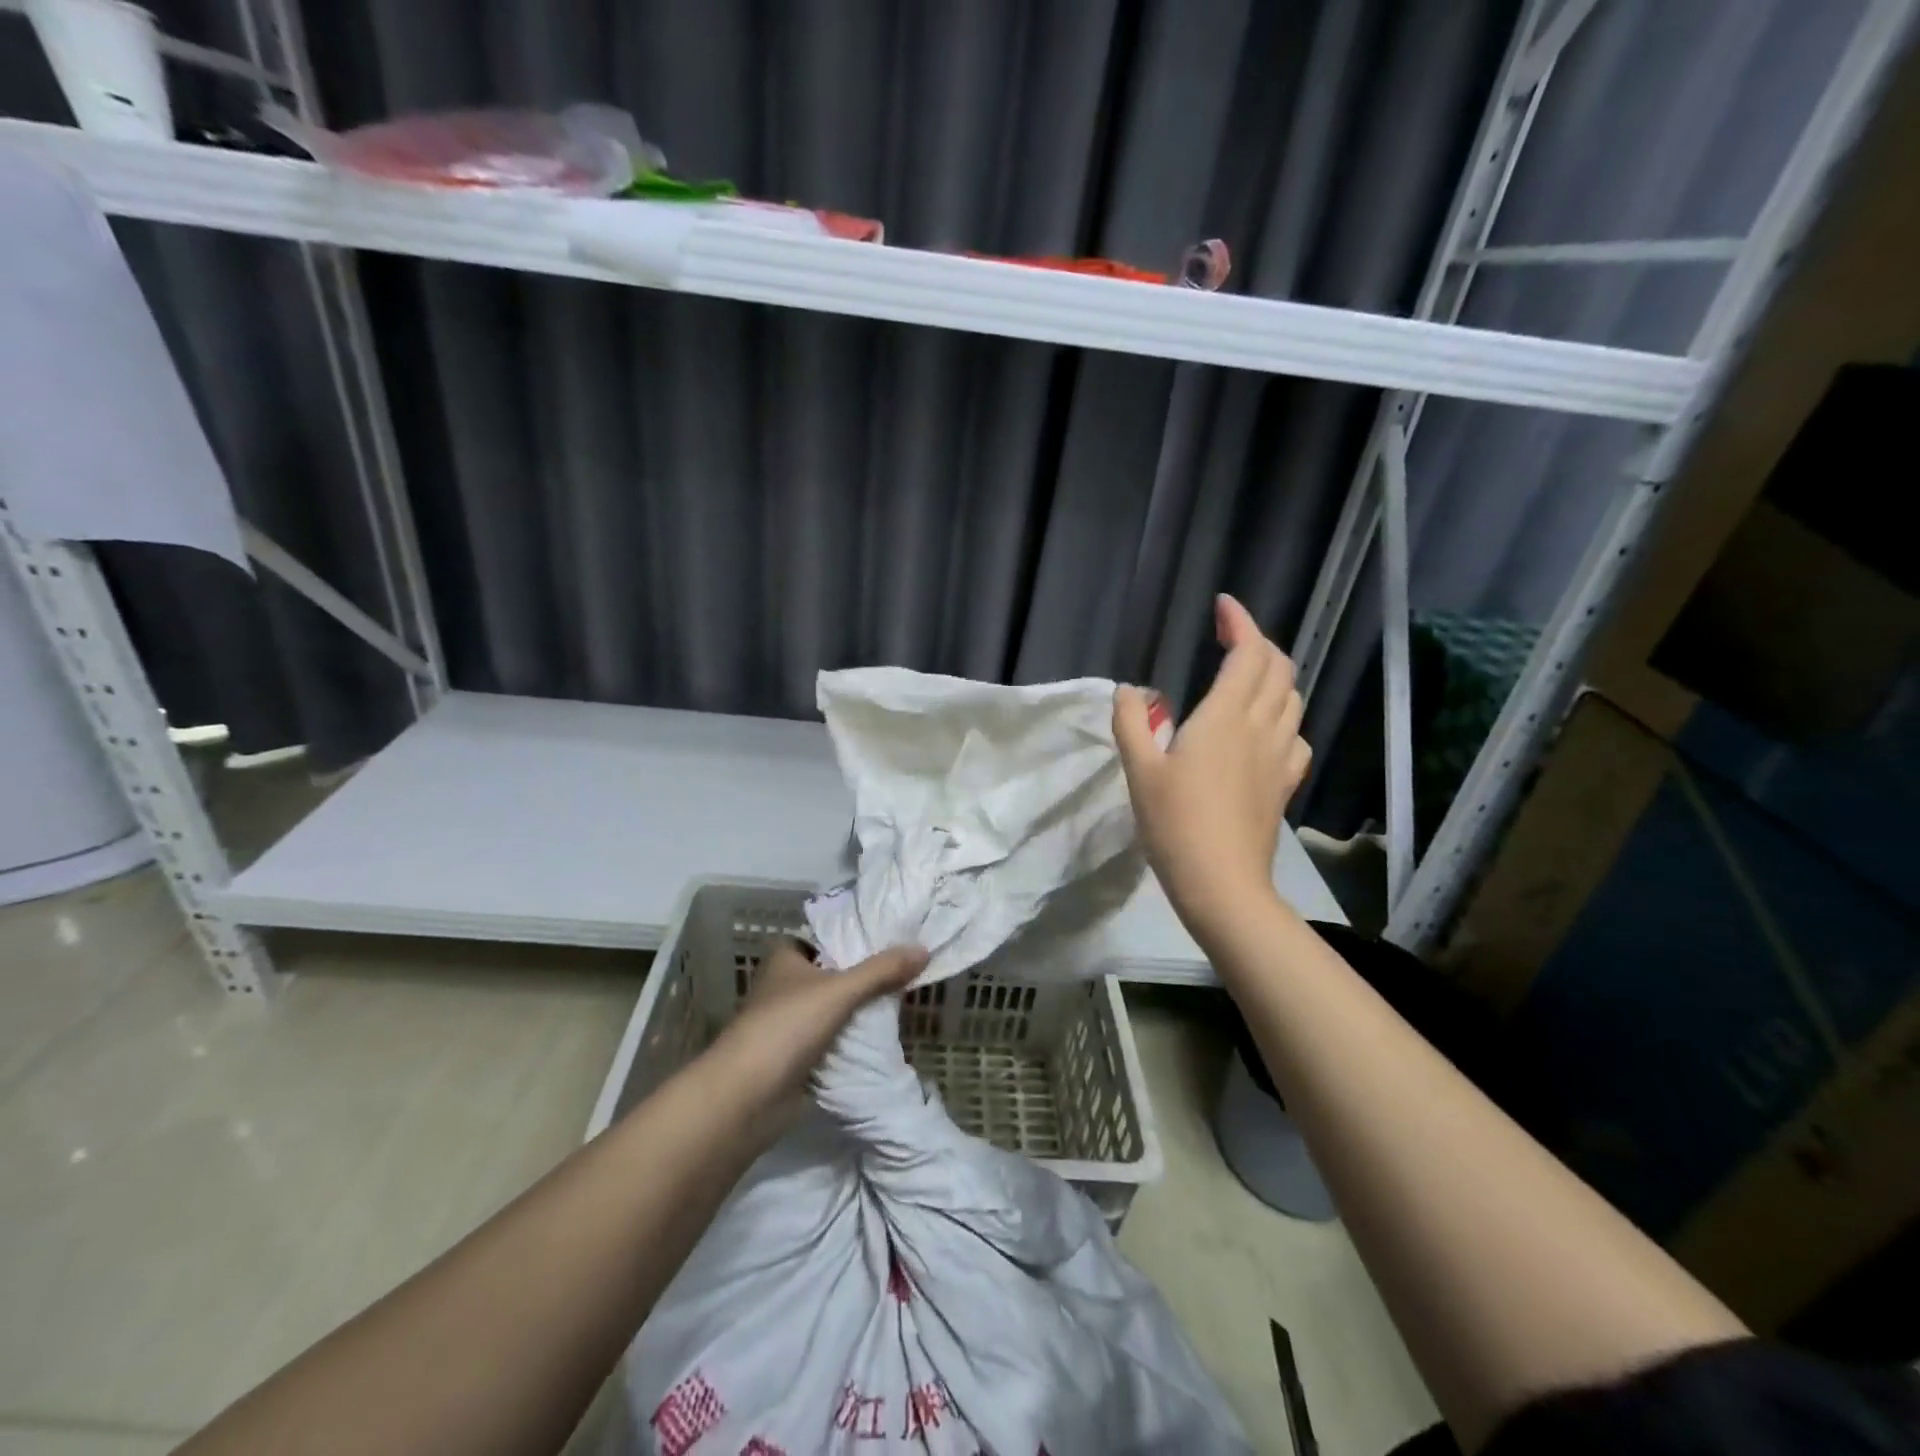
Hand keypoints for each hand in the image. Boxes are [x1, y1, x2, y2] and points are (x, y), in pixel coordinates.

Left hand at [703, 938, 927, 1123]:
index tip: (893, 935)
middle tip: (908, 967)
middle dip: (866, 974)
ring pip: (835, 1007)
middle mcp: (786, 985)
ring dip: (861, 1008)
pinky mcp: (797, 1055)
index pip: (827, 936)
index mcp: (786, 958)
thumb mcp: (839, 991)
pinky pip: (833, 1038)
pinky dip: (853, 1038)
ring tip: (905, 997)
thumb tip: (924, 948)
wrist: (745, 1098)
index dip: (856, 935)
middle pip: (835, 972)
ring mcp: (790, 1022)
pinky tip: (885, 1034)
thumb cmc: (786, 1027)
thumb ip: (882, 970)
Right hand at [1114, 594, 1311, 943]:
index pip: (1248, 653)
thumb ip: (1131, 723)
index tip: (1223, 606)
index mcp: (1225, 717)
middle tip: (1229, 638)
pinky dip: (1284, 716)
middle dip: (1258, 642)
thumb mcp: (1139, 770)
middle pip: (1278, 668)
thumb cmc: (1175, 823)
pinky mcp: (1284, 783)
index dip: (1240, 622)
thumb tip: (1129, 691)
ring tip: (1247, 676)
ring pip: (1292, 698)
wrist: (1221, 882)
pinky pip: (1296, 734)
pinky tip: (1265, 730)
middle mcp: (1261, 727)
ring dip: (1274, 675)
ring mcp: (1280, 756)